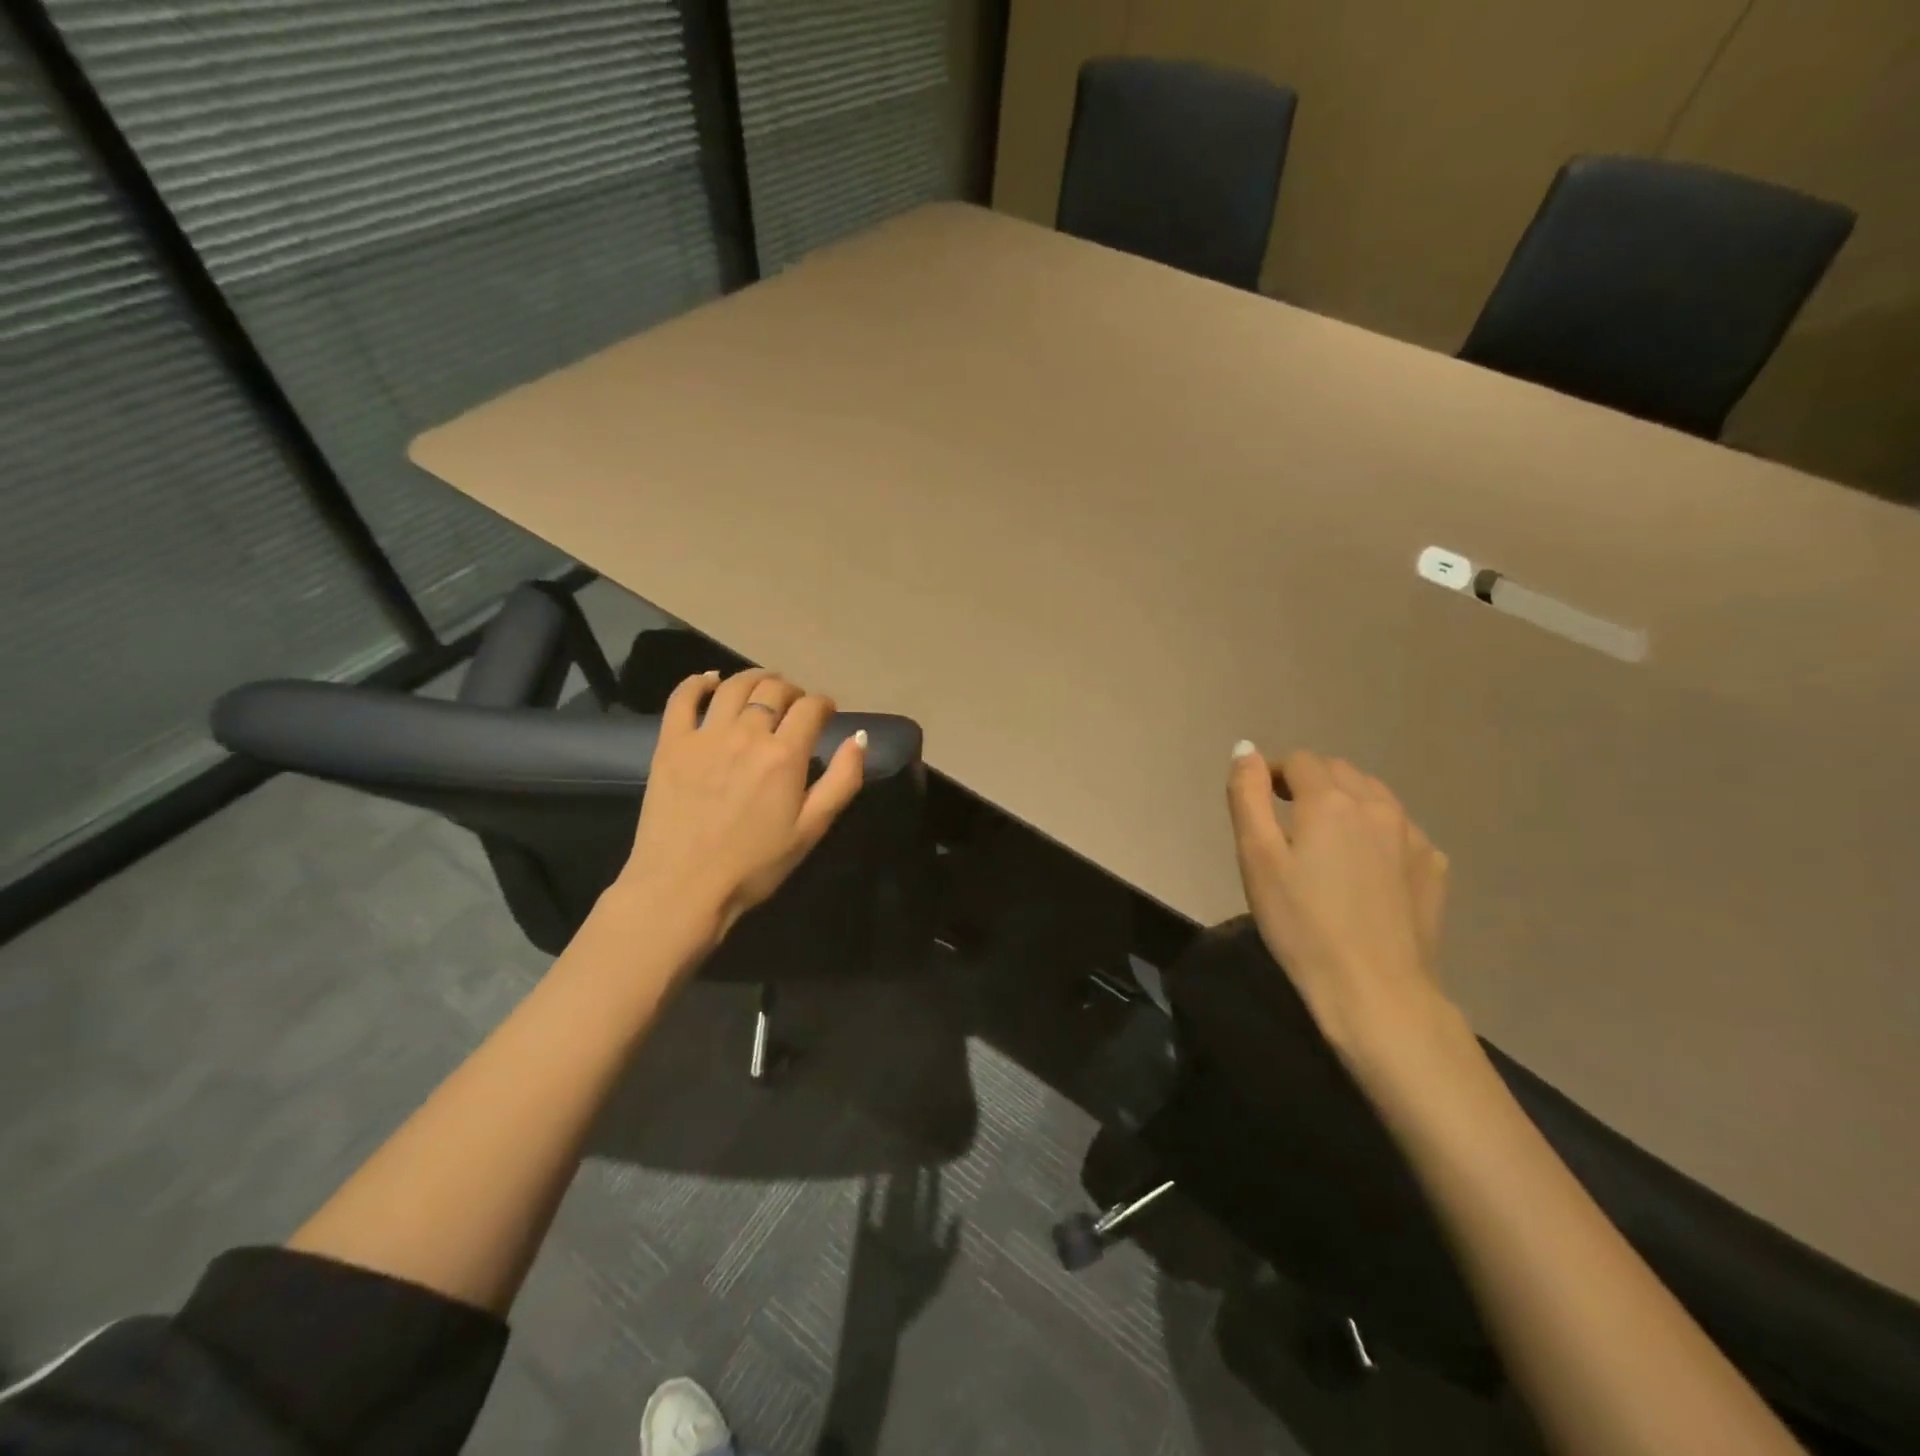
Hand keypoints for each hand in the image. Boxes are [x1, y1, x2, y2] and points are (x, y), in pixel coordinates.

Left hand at [618, 667, 865, 947]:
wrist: (683, 888)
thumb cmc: (755, 865)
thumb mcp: (812, 829)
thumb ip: (842, 780)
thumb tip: (859, 737)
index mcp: (785, 755)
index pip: (811, 708)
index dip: (824, 704)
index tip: (826, 713)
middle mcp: (747, 734)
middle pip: (774, 691)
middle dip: (792, 691)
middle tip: (795, 704)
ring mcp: (705, 735)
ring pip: (734, 686)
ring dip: (754, 678)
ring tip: (763, 685)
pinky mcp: (671, 744)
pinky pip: (682, 698)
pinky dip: (698, 682)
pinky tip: (710, 680)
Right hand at [1225, 743, 1456, 1072]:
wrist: (1373, 989)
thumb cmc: (1301, 923)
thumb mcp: (1256, 857)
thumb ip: (1247, 795)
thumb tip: (1245, 749)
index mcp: (1331, 800)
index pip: (1299, 761)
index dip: (1273, 773)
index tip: (1259, 801)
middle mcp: (1377, 806)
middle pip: (1339, 771)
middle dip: (1309, 782)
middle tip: (1286, 820)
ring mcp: (1413, 836)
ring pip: (1374, 796)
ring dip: (1345, 801)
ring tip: (1325, 839)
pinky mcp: (1433, 867)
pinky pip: (1400, 829)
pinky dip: (1377, 831)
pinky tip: (1365, 865)